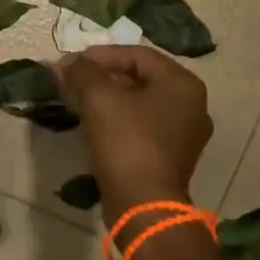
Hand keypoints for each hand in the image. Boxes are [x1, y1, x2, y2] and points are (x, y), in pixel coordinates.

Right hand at [58, 47, 211, 206]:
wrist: (143, 204)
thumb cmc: (126, 142)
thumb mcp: (98, 98)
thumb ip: (82, 72)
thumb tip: (67, 62)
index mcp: (182, 83)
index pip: (137, 55)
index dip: (101, 55)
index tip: (71, 63)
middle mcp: (192, 105)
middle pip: (141, 78)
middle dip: (104, 77)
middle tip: (74, 81)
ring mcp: (186, 134)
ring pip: (141, 104)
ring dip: (109, 99)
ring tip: (80, 102)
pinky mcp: (173, 158)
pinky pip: (144, 127)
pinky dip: (120, 120)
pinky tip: (96, 126)